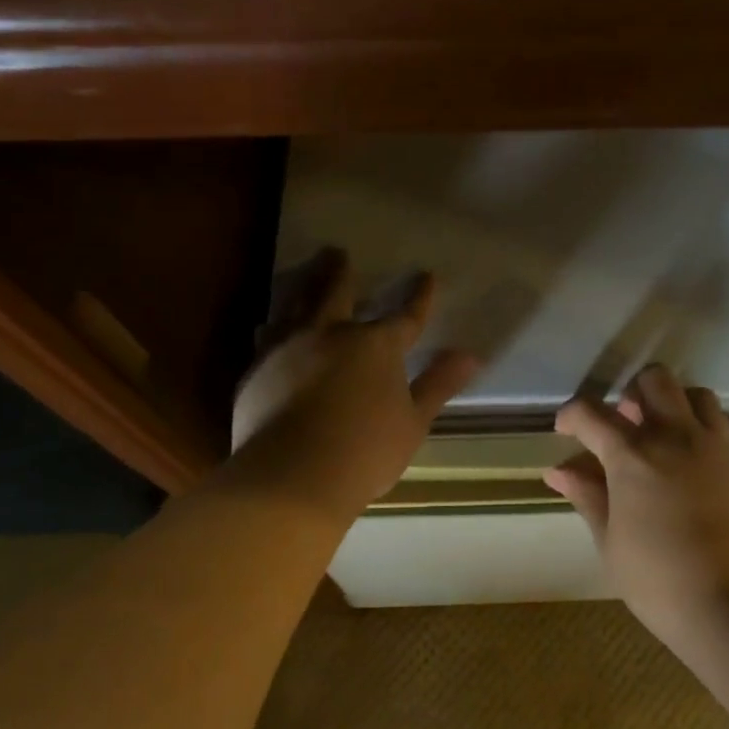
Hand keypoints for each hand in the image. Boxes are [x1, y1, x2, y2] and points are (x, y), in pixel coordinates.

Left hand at [227, 248, 479, 524]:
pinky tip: (268, 325)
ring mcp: (289, 348)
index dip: (419, 296)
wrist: (292, 476)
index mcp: (376, 346)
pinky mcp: (258, 369)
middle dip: (341, 271)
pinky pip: (267, 336)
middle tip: (337, 251)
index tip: (427, 276)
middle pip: (336, 292)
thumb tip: (471, 355)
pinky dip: (273, 326)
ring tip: (304, 274)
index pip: (406, 315)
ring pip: (295, 305)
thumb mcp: (413, 422)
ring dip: (303, 286)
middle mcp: (331, 335)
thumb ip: (438, 384)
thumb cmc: (365, 452)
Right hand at [545, 365, 728, 628]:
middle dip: (633, 394)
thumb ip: (587, 496)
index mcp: (632, 456)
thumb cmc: (661, 582)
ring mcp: (720, 446)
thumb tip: (558, 470)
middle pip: (654, 381)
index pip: (591, 413)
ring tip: (669, 435)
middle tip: (626, 425)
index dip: (571, 415)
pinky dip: (721, 429)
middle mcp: (676, 436)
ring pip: (699, 395)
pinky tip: (713, 452)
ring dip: (677, 406)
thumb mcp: (611, 543)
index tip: (565, 430)